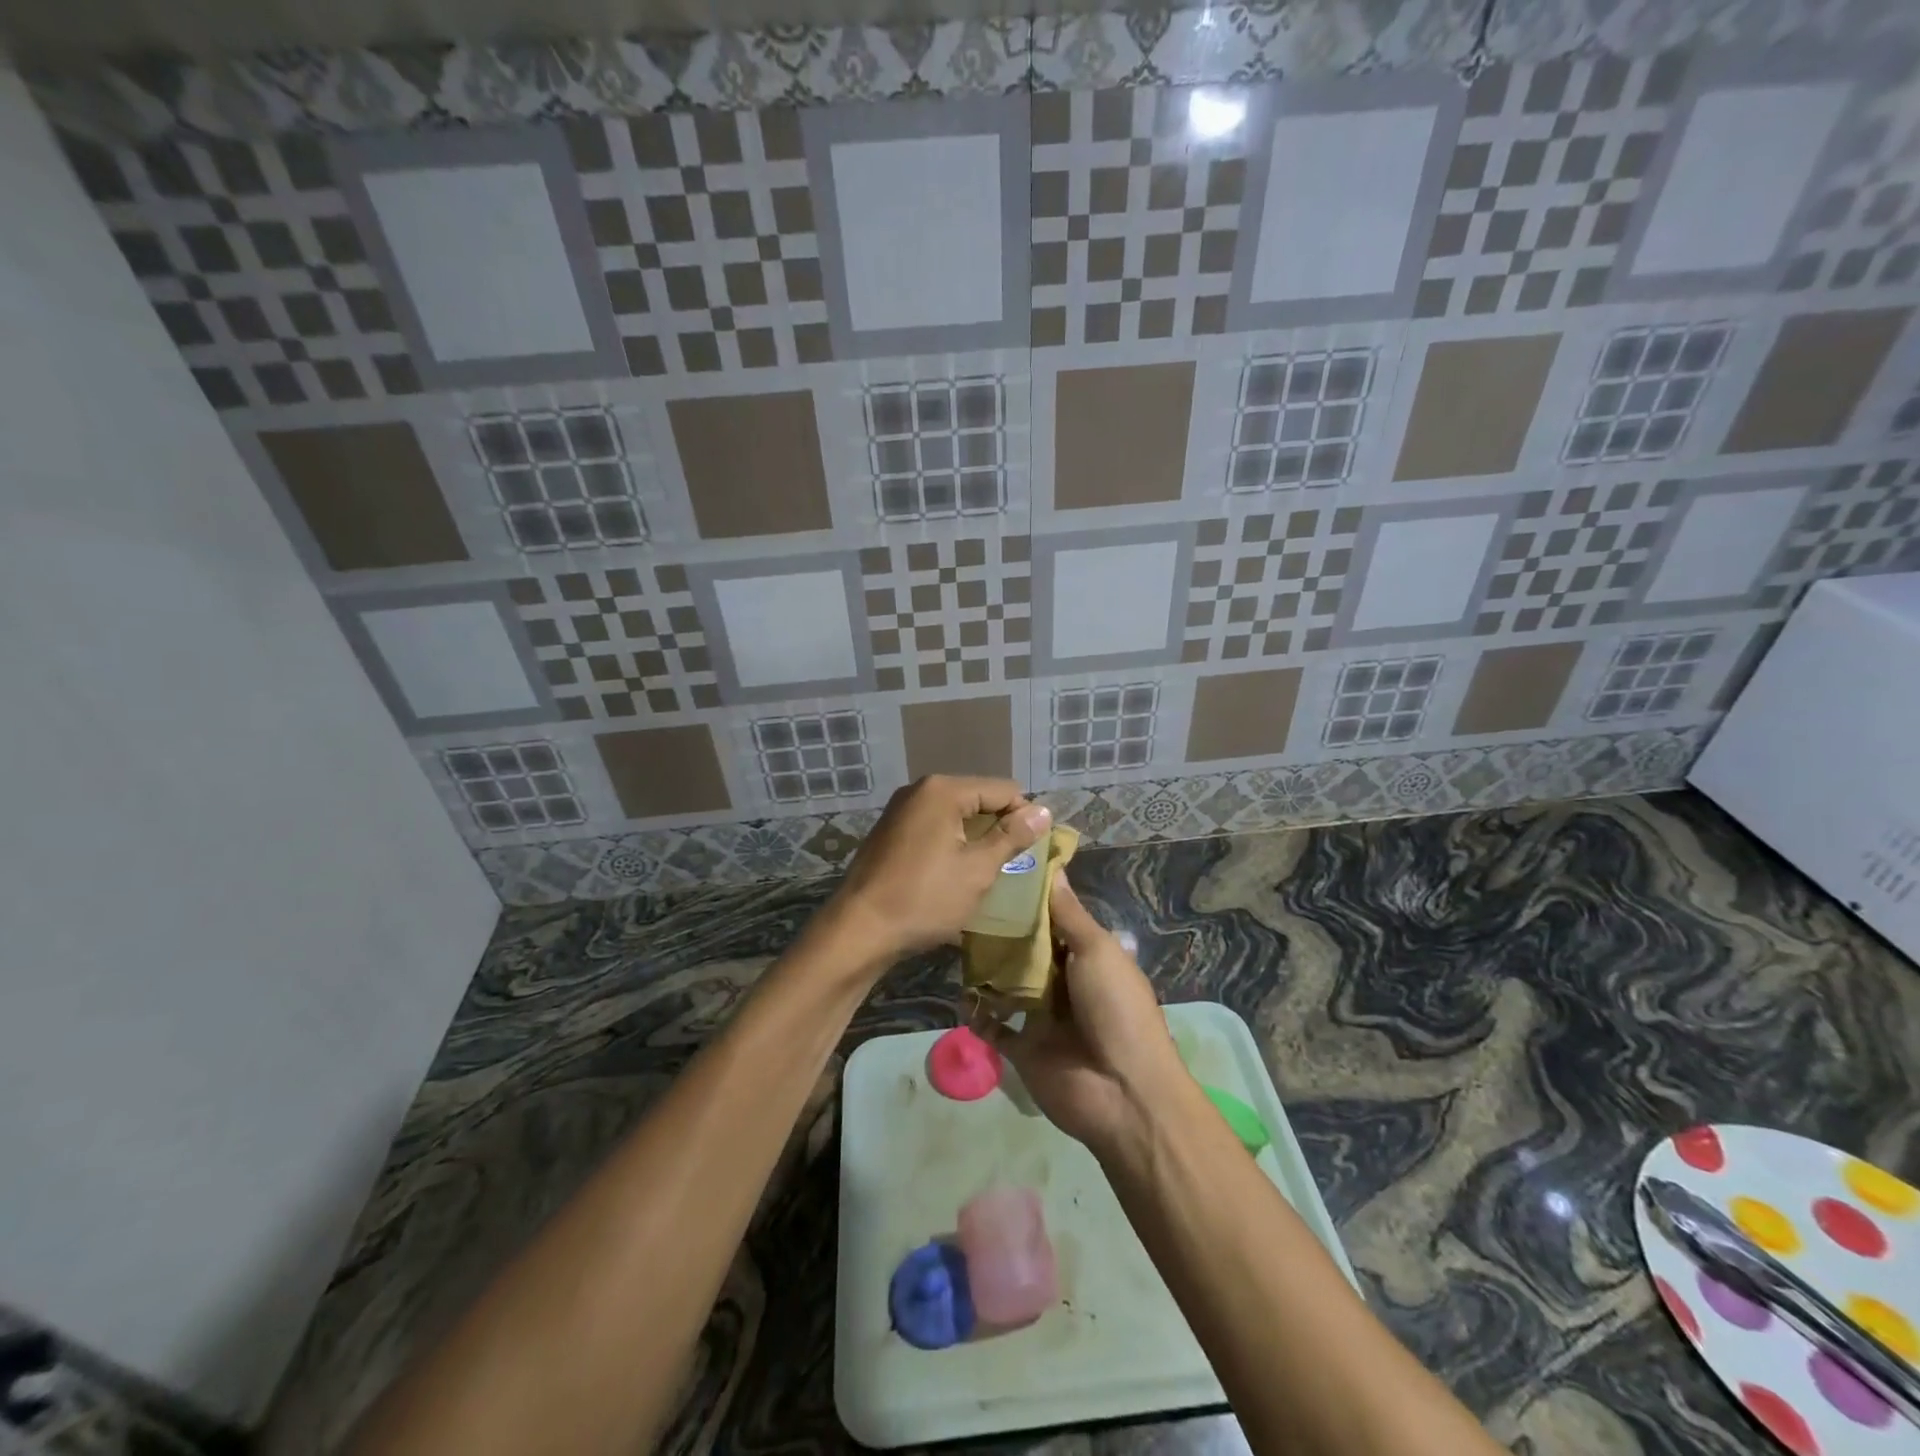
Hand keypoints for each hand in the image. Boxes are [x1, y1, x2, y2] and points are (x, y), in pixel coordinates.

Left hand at [825, 775, 1050, 967]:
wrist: (859, 930)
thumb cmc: (924, 898)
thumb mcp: (978, 869)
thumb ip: (1011, 837)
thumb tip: (1043, 811)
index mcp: (943, 790)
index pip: (1003, 789)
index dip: (1024, 817)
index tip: (1033, 852)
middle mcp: (920, 790)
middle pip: (977, 798)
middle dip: (998, 827)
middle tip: (1012, 864)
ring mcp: (900, 810)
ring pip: (955, 814)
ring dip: (975, 837)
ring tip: (986, 870)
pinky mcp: (890, 831)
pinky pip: (934, 827)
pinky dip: (951, 843)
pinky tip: (954, 872)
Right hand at [984, 877, 1186, 1160]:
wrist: (1122, 1092)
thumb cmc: (1116, 1009)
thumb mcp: (1098, 951)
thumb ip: (1069, 915)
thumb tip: (1054, 868)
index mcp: (1088, 957)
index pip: (1054, 921)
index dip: (1030, 901)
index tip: (998, 874)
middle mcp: (1065, 983)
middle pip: (1027, 951)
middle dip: (1002, 934)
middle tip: (966, 908)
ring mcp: (1043, 1017)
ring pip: (1008, 985)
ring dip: (987, 971)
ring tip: (957, 947)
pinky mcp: (1024, 1048)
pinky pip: (995, 1027)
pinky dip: (979, 1014)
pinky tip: (962, 997)